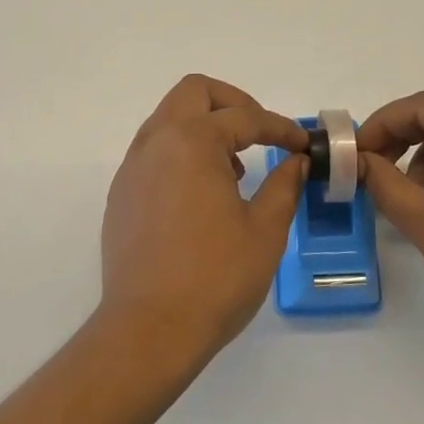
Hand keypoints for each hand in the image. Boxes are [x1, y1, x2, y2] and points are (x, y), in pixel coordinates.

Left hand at [97, 75, 309, 375]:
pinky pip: (154, 151)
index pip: (244, 116)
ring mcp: (132, 167)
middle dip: (233, 103)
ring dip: (204, 126)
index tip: (302, 143)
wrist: (148, 330)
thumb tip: (296, 162)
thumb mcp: (264, 230)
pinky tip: (202, 194)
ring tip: (234, 168)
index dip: (279, 126)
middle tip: (260, 133)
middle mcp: (156, 142)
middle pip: (194, 92)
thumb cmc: (215, 277)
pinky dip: (182, 152)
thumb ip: (283, 185)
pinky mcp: (121, 194)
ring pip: (168, 119)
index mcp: (192, 142)